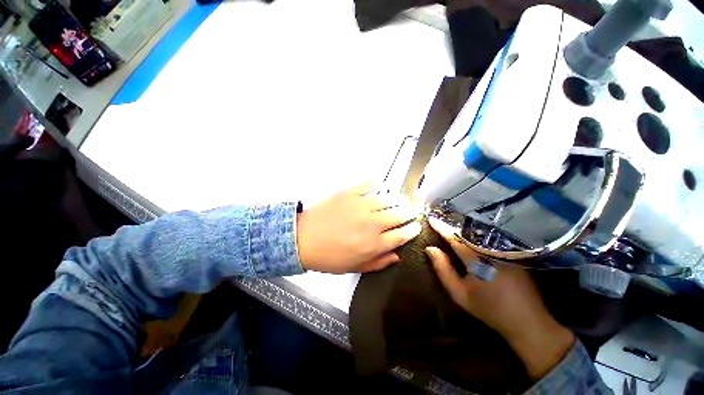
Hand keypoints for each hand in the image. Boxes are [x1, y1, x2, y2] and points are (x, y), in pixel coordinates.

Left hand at [297, 182, 421, 273]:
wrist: (303, 239)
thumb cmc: (329, 256)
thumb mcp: (355, 267)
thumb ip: (379, 262)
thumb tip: (397, 255)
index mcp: (374, 244)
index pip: (402, 235)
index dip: (413, 229)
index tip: (416, 226)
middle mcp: (372, 223)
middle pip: (400, 214)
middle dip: (410, 212)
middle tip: (412, 210)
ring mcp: (361, 206)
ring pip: (388, 198)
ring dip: (398, 198)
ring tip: (400, 198)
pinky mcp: (349, 193)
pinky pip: (368, 184)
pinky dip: (377, 183)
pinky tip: (379, 185)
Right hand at [425, 216, 574, 379]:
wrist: (528, 321)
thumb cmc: (490, 309)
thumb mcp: (460, 293)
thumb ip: (443, 269)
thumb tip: (430, 249)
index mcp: (477, 258)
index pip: (454, 237)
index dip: (441, 227)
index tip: (430, 218)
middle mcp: (491, 249)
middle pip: (467, 232)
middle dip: (452, 225)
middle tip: (439, 220)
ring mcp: (505, 250)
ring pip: (479, 233)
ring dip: (464, 229)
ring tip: (451, 225)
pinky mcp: (513, 253)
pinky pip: (490, 239)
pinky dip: (476, 235)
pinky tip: (471, 235)